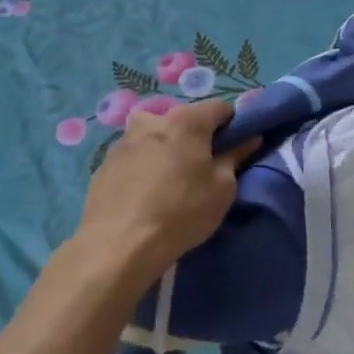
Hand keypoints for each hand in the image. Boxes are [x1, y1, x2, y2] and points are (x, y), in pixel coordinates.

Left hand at [73, 101, 258, 287]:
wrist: (118, 245)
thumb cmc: (181, 213)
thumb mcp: (222, 189)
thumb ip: (235, 157)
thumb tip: (248, 139)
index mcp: (185, 120)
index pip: (220, 108)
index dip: (232, 126)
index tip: (233, 150)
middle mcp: (152, 119)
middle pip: (184, 120)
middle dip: (196, 138)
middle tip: (201, 170)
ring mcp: (124, 140)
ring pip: (156, 137)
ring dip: (168, 151)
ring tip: (170, 184)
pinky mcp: (105, 162)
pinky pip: (135, 156)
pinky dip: (145, 166)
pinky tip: (145, 195)